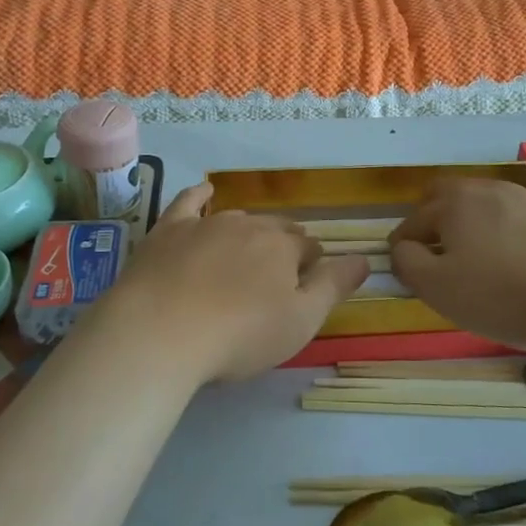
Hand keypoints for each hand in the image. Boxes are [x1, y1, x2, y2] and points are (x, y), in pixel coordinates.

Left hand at [84, 184, 367, 382]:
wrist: (160, 331)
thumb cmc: (239, 335)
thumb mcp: (300, 321)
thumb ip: (333, 287)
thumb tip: (364, 259)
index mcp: (283, 247)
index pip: (309, 248)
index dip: (311, 267)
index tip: (305, 289)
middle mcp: (248, 225)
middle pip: (275, 229)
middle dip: (283, 246)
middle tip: (276, 277)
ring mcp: (206, 224)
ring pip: (238, 219)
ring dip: (249, 232)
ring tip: (246, 253)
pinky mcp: (168, 230)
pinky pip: (189, 202)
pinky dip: (200, 195)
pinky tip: (204, 191)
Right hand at [390, 178, 525, 352]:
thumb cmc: (503, 294)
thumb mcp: (439, 288)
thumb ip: (408, 263)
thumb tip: (402, 248)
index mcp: (452, 203)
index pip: (411, 223)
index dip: (402, 251)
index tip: (408, 278)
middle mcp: (484, 190)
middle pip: (444, 199)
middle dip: (432, 224)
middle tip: (436, 260)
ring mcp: (521, 198)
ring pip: (480, 207)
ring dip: (468, 228)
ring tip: (475, 263)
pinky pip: (510, 218)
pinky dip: (500, 234)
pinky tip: (512, 263)